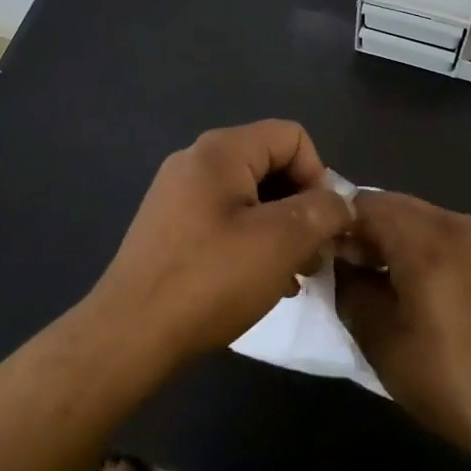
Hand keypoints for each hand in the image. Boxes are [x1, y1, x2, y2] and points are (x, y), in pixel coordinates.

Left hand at [87, 121, 354, 369]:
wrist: (130, 333)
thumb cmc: (210, 279)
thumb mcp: (281, 243)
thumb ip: (322, 212)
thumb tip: (340, 203)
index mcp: (222, 150)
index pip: (292, 137)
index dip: (319, 175)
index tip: (322, 225)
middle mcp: (197, 160)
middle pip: (271, 164)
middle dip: (302, 206)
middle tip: (313, 257)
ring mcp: (179, 193)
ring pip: (250, 195)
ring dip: (280, 228)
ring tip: (292, 275)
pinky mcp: (171, 225)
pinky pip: (226, 218)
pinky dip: (252, 240)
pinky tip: (262, 282)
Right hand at [336, 192, 470, 470]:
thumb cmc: (449, 380)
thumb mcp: (380, 339)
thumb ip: (349, 289)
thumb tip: (339, 265)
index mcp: (425, 236)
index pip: (361, 203)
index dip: (334, 225)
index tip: (319, 259)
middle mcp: (453, 222)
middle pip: (389, 205)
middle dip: (360, 231)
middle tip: (341, 272)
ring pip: (413, 218)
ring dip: (386, 239)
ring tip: (371, 283)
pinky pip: (437, 234)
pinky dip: (412, 247)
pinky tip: (405, 287)